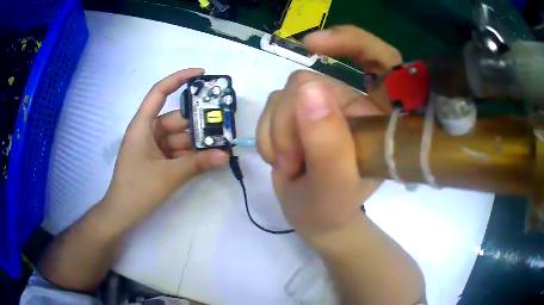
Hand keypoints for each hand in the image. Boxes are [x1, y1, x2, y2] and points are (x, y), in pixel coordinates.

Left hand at [104, 69, 228, 223]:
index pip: (159, 92)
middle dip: (199, 124)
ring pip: (180, 138)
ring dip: (198, 143)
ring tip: (221, 148)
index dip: (179, 78)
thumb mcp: (168, 175)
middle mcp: (149, 131)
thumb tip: (226, 156)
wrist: (122, 214)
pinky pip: (178, 151)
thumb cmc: (137, 190)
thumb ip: (197, 164)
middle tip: (224, 127)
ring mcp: (154, 147)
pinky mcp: (158, 160)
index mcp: (143, 125)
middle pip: (177, 120)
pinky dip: (192, 155)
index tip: (202, 74)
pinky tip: (209, 159)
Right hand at [256, 26, 402, 238]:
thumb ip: (328, 142)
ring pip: (286, 94)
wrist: (312, 217)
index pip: (382, 60)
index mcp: (378, 116)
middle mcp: (352, 103)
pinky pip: (272, 105)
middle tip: (293, 161)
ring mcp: (324, 106)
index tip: (315, 45)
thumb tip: (308, 90)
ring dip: (279, 133)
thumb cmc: (332, 208)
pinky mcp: (299, 111)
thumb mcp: (334, 185)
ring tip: (289, 166)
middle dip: (292, 123)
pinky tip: (281, 159)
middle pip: (312, 82)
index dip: (354, 42)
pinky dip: (268, 135)